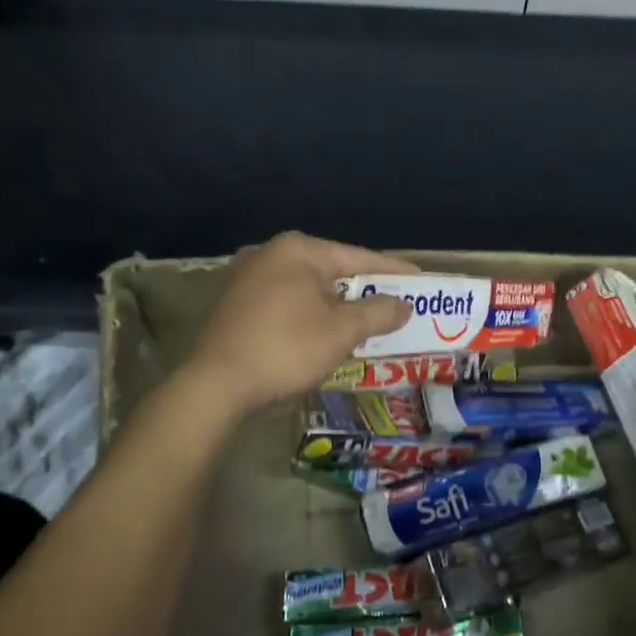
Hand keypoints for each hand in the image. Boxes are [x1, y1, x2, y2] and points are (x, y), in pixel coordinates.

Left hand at [183, 232, 415, 415]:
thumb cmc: (286, 348)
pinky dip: (310, 314)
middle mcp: (270, 253)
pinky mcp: (235, 304)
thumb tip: (403, 305)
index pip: (358, 257)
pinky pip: (286, 303)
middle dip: (364, 290)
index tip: (420, 281)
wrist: (215, 386)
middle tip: (396, 305)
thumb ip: (378, 312)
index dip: (393, 272)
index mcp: (298, 249)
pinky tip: (324, 332)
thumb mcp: (342, 331)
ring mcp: (247, 278)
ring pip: (308, 288)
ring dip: (337, 305)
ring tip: (367, 321)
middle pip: (332, 271)